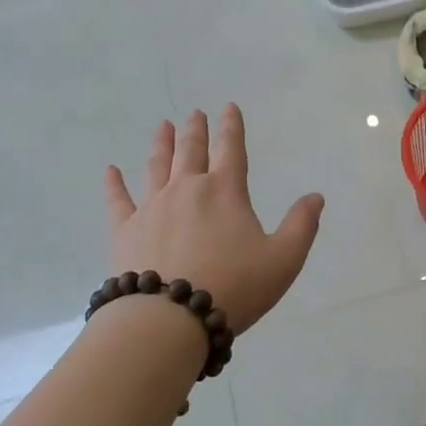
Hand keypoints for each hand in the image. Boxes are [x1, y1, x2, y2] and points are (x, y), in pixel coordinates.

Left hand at [104, 106, 323, 334]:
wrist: (169, 318)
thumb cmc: (233, 287)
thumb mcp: (283, 260)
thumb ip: (301, 226)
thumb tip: (316, 196)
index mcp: (225, 192)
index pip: (232, 150)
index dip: (232, 127)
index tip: (229, 107)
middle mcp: (187, 189)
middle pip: (192, 151)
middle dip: (196, 130)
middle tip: (195, 113)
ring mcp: (152, 207)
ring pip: (156, 166)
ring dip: (161, 144)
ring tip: (162, 126)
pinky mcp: (125, 229)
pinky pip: (118, 200)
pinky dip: (113, 184)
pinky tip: (109, 171)